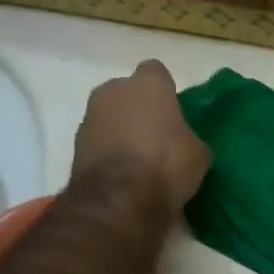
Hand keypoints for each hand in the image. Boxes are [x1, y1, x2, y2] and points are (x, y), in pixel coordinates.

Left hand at [71, 60, 209, 214]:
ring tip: (140, 159)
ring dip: (121, 130)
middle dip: (139, 107)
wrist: (118, 201)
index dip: (166, 90)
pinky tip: (124, 174)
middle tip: (157, 134)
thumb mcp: (199, 153)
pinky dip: (109, 151)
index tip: (175, 111)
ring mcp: (90, 117)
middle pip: (128, 92)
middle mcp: (113, 91)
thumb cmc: (166, 164)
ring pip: (110, 116)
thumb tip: (183, 142)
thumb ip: (189, 137)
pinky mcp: (75, 145)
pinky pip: (99, 140)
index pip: (157, 72)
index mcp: (148, 84)